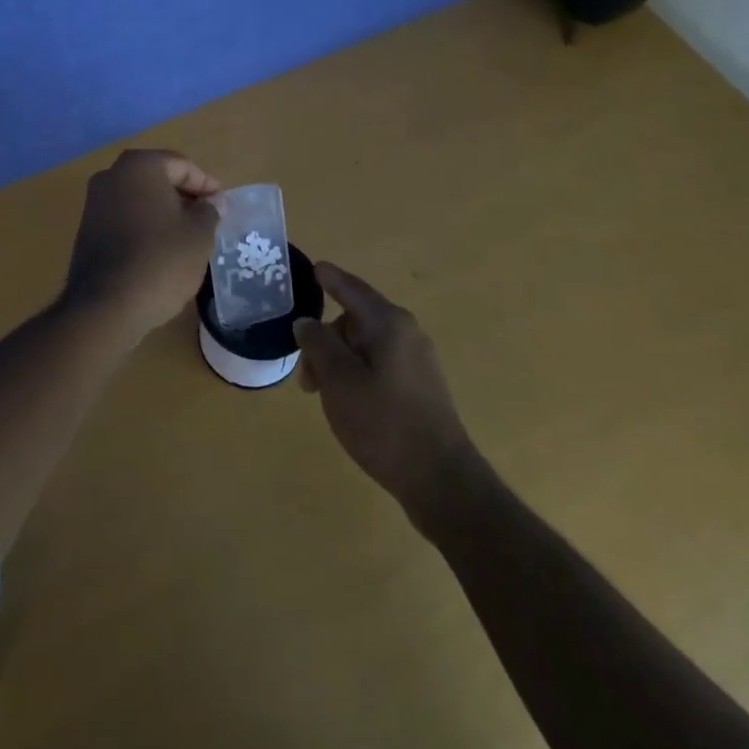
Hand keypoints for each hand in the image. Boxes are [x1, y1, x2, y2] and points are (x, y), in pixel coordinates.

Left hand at [62, 149, 220, 338]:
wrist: (106, 307)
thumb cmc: (161, 260)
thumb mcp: (199, 234)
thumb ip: (209, 211)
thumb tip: (213, 201)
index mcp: (139, 166)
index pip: (181, 165)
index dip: (206, 184)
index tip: (222, 204)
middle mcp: (111, 175)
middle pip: (157, 179)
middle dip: (184, 196)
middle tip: (208, 218)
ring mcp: (94, 203)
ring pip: (140, 199)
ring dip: (164, 212)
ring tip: (188, 236)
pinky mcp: (87, 231)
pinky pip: (124, 218)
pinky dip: (144, 227)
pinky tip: (161, 250)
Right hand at [295, 263, 481, 517]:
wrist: (441, 481)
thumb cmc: (384, 424)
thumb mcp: (338, 381)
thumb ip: (318, 344)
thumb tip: (307, 322)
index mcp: (388, 323)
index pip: (351, 288)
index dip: (329, 278)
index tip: (313, 268)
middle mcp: (407, 332)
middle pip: (355, 320)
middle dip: (325, 340)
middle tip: (307, 378)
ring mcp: (417, 360)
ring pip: (366, 345)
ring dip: (339, 362)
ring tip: (324, 397)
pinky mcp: (421, 386)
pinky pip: (379, 364)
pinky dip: (357, 374)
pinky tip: (350, 404)